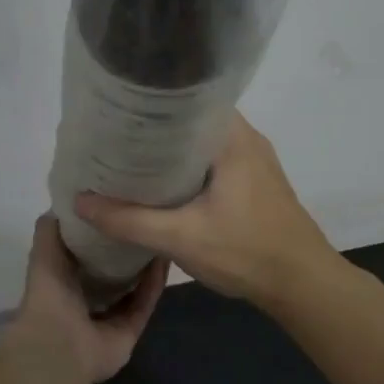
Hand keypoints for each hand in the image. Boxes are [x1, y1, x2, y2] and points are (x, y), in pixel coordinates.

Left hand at [4, 215, 168, 383]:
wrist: (58, 345)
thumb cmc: (49, 295)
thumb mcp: (44, 253)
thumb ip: (51, 228)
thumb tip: (66, 202)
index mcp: (64, 282)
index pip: (86, 254)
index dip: (100, 233)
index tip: (116, 207)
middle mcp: (86, 300)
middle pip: (113, 272)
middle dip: (126, 250)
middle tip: (144, 218)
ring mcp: (109, 318)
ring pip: (133, 288)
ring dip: (145, 266)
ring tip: (159, 235)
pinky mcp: (128, 331)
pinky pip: (144, 304)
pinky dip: (153, 284)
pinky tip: (164, 259)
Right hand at [74, 113, 334, 307]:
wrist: (303, 285)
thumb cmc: (247, 252)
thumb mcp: (181, 238)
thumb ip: (129, 220)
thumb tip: (79, 202)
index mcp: (232, 138)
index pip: (186, 99)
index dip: (150, 104)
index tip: (116, 112)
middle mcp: (246, 139)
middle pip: (191, 121)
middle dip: (154, 129)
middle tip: (114, 137)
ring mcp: (254, 161)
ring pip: (202, 143)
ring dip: (170, 150)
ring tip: (130, 157)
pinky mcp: (255, 183)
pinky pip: (213, 162)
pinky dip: (187, 167)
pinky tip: (163, 185)